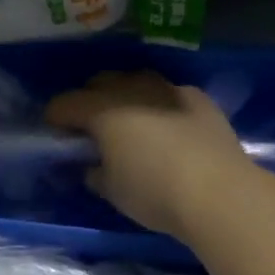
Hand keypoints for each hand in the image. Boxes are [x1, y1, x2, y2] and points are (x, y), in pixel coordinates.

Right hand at [45, 71, 257, 242]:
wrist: (220, 192)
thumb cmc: (155, 193)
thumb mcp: (113, 191)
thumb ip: (96, 173)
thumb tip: (92, 166)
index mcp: (102, 110)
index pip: (66, 104)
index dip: (56, 117)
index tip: (54, 131)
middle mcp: (132, 90)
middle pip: (100, 83)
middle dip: (90, 99)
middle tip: (90, 126)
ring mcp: (168, 90)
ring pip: (136, 81)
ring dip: (126, 95)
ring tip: (128, 119)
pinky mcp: (197, 99)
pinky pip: (169, 93)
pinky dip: (160, 104)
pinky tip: (166, 123)